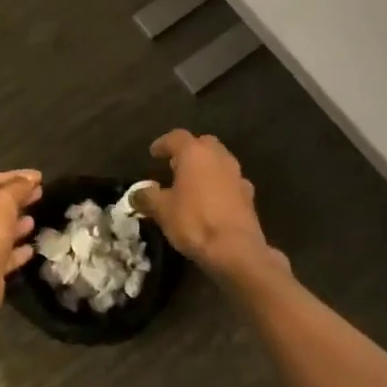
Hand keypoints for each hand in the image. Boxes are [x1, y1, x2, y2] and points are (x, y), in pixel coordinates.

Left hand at [0, 169, 42, 315]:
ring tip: (34, 220)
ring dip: (16, 225)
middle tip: (40, 194)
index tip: (39, 177)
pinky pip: (1, 254)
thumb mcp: (5, 199)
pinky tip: (31, 249)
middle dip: (18, 199)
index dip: (17, 176)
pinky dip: (15, 251)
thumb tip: (31, 178)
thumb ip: (19, 186)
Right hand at [133, 131, 278, 279]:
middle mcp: (218, 157)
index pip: (176, 137)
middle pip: (203, 144)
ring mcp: (237, 175)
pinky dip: (220, 186)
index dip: (163, 144)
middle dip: (189, 152)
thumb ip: (148, 197)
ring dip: (206, 168)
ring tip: (193, 184)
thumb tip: (137, 193)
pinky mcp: (248, 195)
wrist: (236, 250)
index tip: (154, 154)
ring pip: (219, 162)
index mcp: (194, 153)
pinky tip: (213, 201)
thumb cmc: (194, 222)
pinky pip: (230, 182)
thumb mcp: (162, 210)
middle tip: (175, 166)